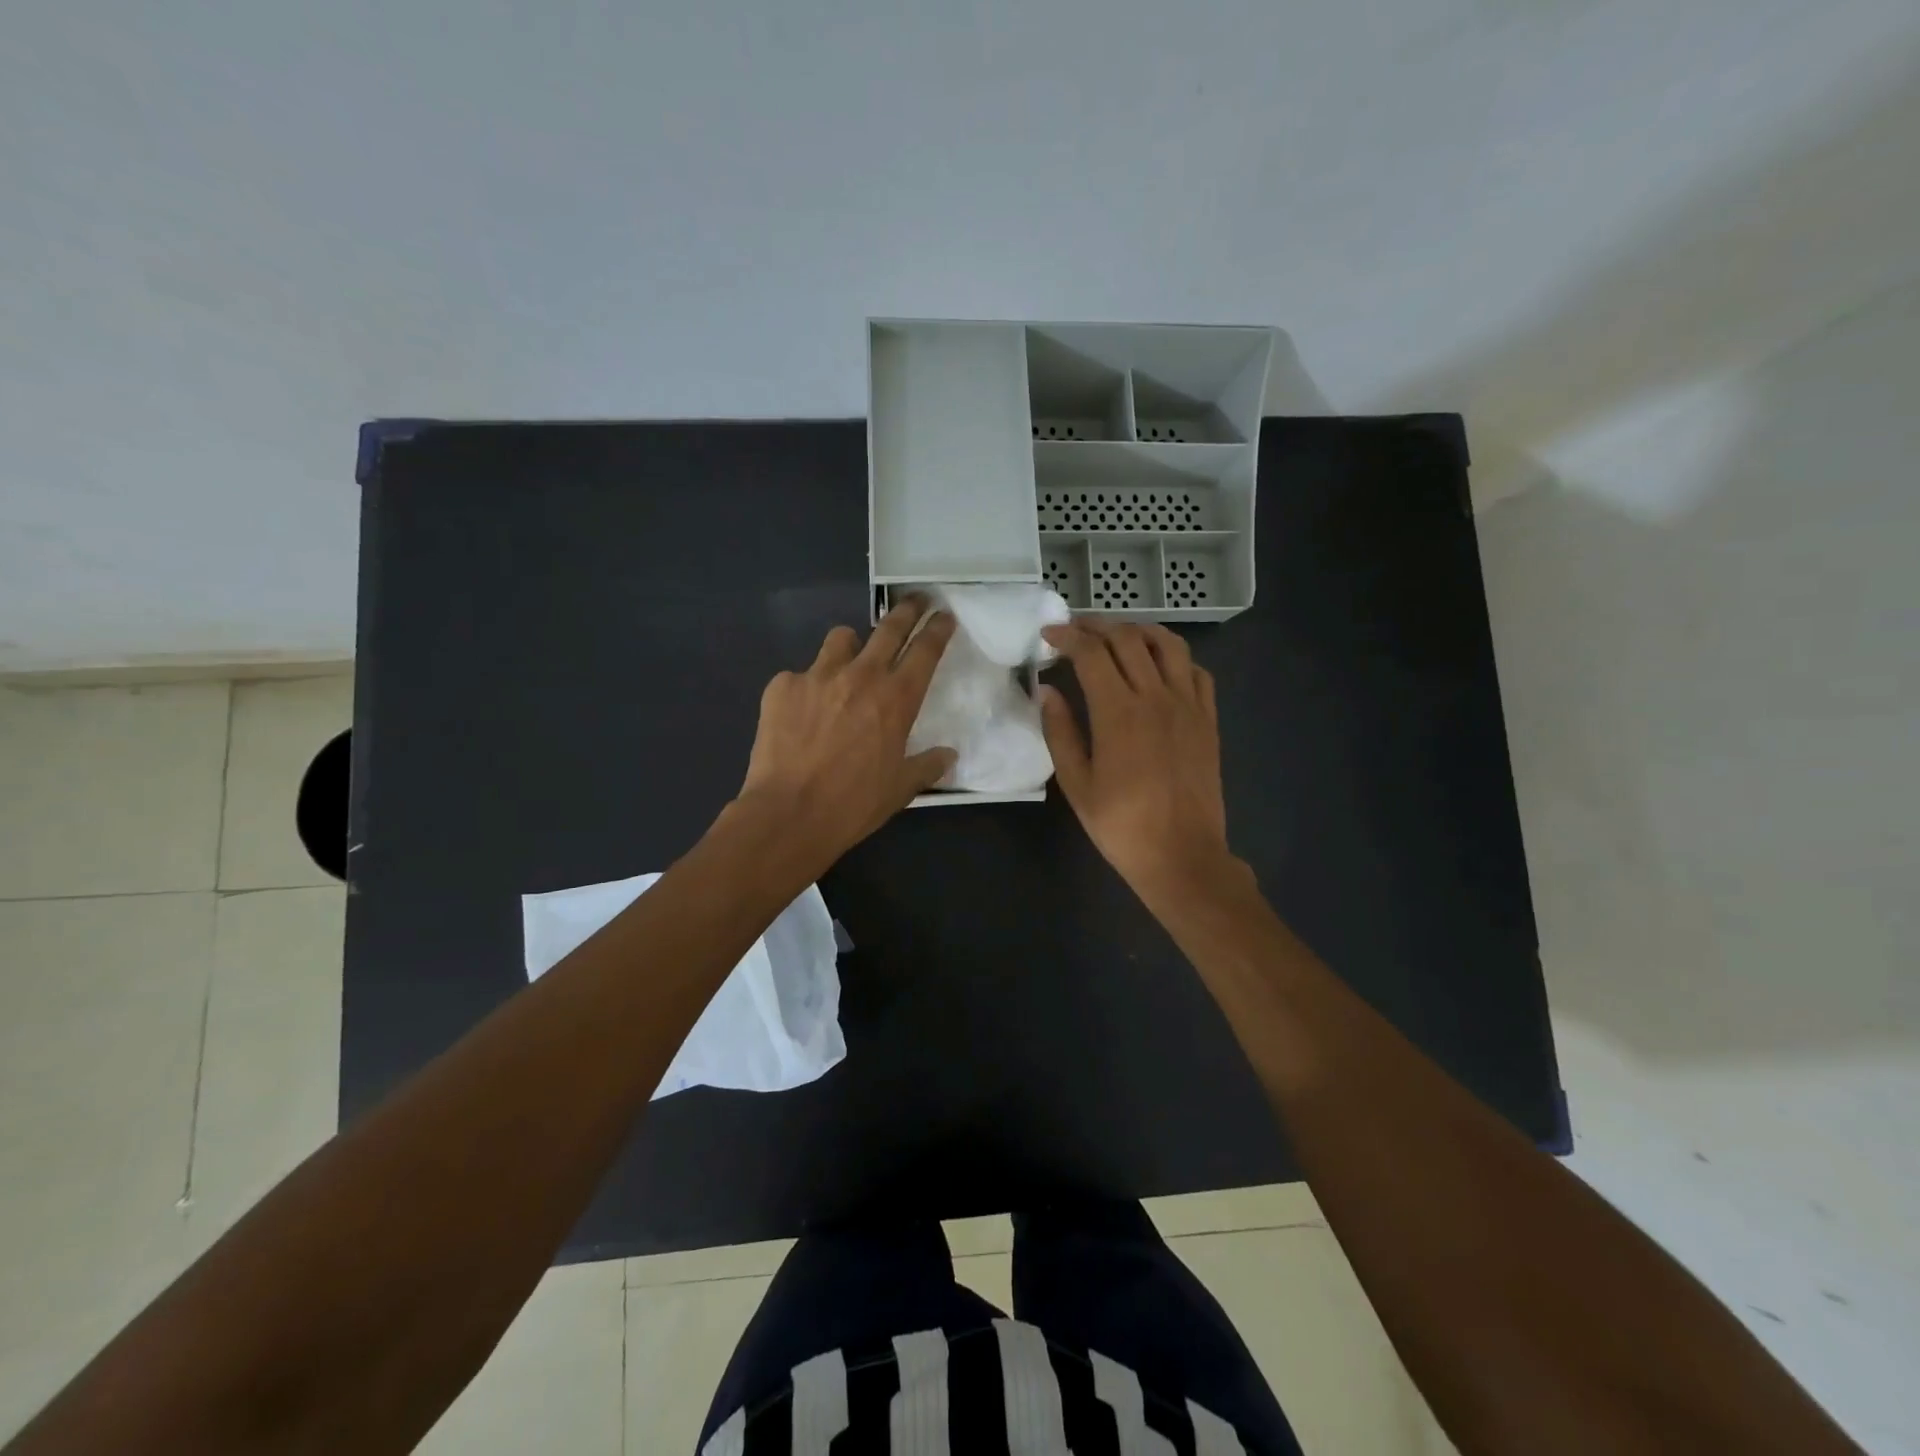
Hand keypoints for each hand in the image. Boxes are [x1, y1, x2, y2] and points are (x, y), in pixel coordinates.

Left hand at [734, 595, 957, 872]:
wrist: (789, 813)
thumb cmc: (854, 804)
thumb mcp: (900, 789)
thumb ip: (927, 766)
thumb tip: (948, 756)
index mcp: (896, 699)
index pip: (925, 650)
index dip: (938, 629)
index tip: (944, 615)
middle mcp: (861, 676)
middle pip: (889, 627)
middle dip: (907, 610)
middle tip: (915, 601)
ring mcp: (818, 676)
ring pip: (841, 638)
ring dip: (852, 644)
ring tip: (849, 659)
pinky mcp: (782, 686)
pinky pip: (800, 674)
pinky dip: (807, 686)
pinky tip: (802, 712)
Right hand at [1039, 620, 1233, 898]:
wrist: (1182, 855)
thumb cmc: (1121, 825)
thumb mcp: (1077, 784)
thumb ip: (1060, 732)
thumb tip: (1047, 691)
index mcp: (1118, 713)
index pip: (1091, 653)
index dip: (1067, 635)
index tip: (1049, 633)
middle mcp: (1156, 697)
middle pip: (1128, 639)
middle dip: (1098, 626)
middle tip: (1076, 630)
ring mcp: (1188, 706)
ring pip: (1168, 644)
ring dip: (1139, 631)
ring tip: (1118, 636)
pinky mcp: (1208, 719)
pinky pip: (1196, 671)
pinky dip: (1174, 658)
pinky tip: (1159, 667)